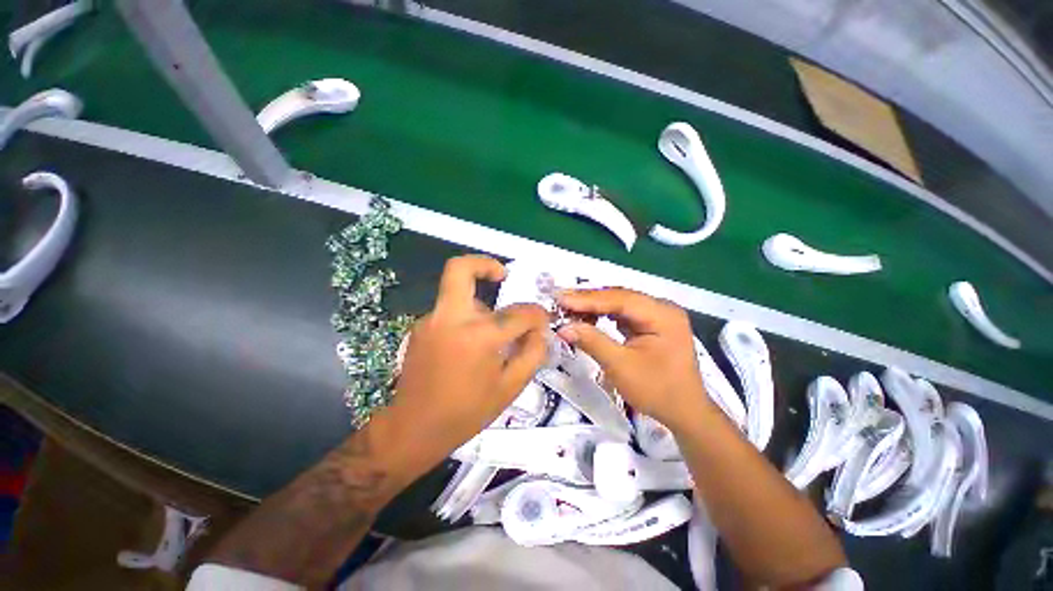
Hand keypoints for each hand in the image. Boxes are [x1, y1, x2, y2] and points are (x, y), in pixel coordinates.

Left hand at [389, 255, 548, 466]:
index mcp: (479, 336)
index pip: (519, 312)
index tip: (541, 320)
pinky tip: (471, 344)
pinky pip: (450, 310)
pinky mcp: (421, 326)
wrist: (413, 428)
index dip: (537, 314)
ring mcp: (431, 319)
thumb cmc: (466, 412)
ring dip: (479, 301)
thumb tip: (540, 330)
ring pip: (458, 292)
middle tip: (503, 275)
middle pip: (460, 269)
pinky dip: (467, 317)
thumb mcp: (510, 387)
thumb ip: (532, 353)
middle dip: (484, 264)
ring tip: (491, 331)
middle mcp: (452, 318)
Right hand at [555, 287, 710, 432]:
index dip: (588, 299)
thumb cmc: (657, 391)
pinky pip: (622, 313)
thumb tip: (563, 327)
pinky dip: (602, 315)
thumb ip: (592, 342)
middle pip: (619, 297)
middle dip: (588, 300)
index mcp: (662, 315)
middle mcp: (661, 308)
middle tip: (559, 301)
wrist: (684, 413)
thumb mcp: (621, 367)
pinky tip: (586, 317)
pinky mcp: (650, 324)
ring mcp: (656, 315)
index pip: (620, 299)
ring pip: (618, 303)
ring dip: (593, 306)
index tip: (560, 299)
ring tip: (567, 308)